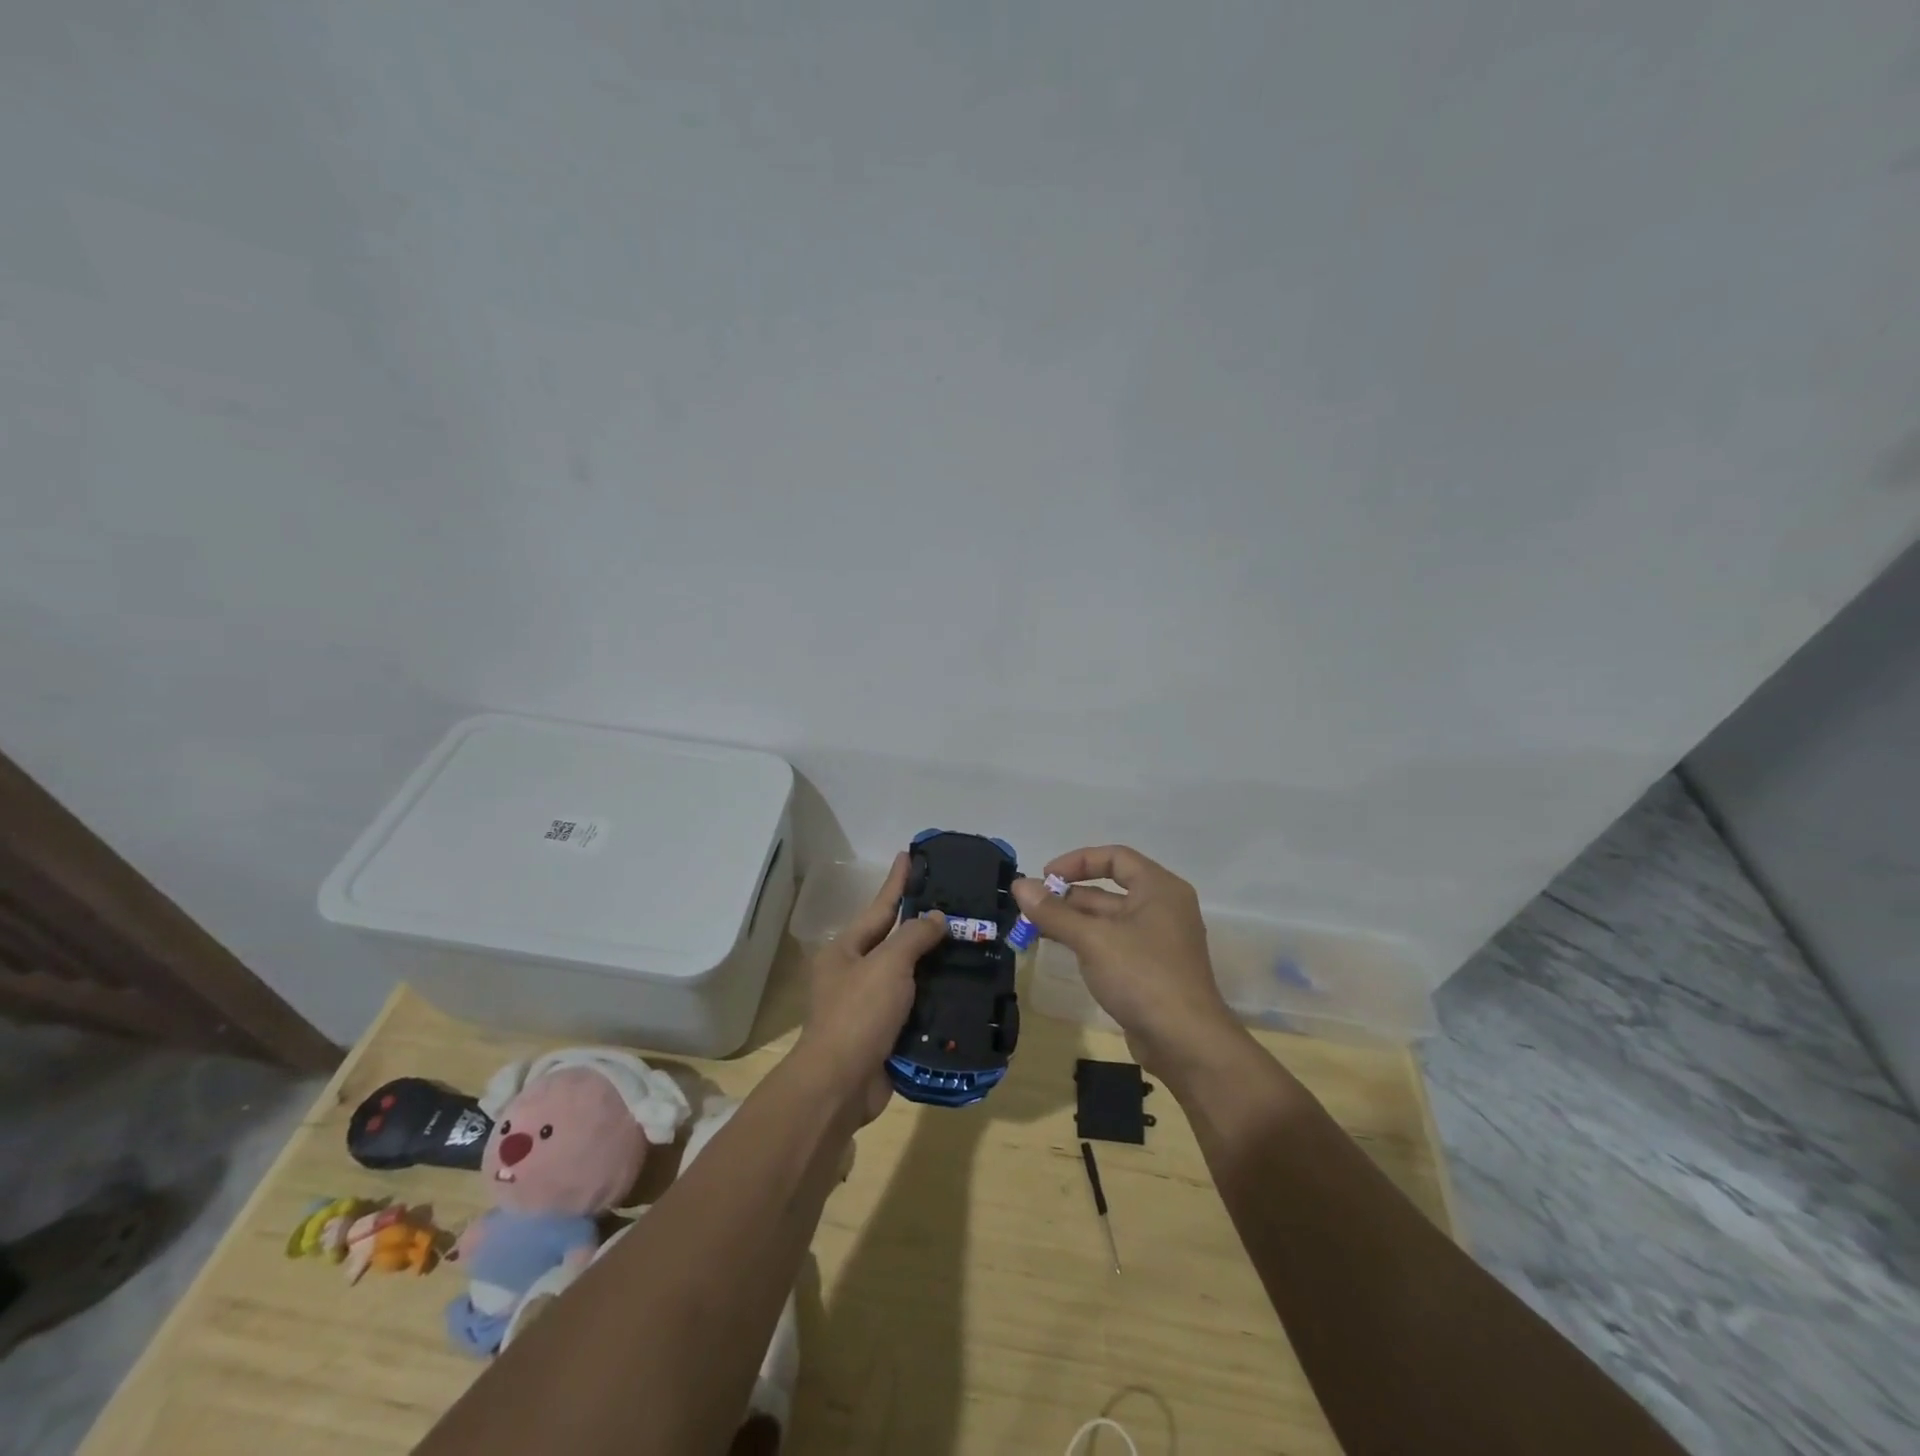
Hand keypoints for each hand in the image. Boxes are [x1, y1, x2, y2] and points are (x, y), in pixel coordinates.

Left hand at [796, 853, 945, 1124]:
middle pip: (894, 941)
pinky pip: (915, 1007)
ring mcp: (869, 1006)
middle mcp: (854, 973)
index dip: (897, 882)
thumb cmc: (859, 1014)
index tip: (909, 855)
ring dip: (935, 963)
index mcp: (846, 950)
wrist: (840, 1086)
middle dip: (923, 924)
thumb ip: (914, 936)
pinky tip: (963, 989)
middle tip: (956, 904)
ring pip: (908, 976)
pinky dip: (936, 998)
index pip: (880, 907)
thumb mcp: (888, 965)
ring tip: (969, 944)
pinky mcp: (885, 1034)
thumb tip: (937, 918)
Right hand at [1011, 845, 1244, 1081]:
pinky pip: (1114, 943)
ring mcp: (1158, 941)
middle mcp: (1162, 907)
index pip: (1115, 857)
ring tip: (1035, 928)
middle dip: (1068, 896)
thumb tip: (1019, 885)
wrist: (1186, 1043)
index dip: (1077, 862)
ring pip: (1109, 919)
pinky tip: (1062, 950)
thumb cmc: (1142, 976)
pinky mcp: (1151, 969)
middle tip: (1031, 908)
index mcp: (1159, 888)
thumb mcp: (1092, 939)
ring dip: (1074, 921)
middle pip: (1109, 889)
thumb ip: (1053, 912)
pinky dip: (1088, 942)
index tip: (1045, 877)